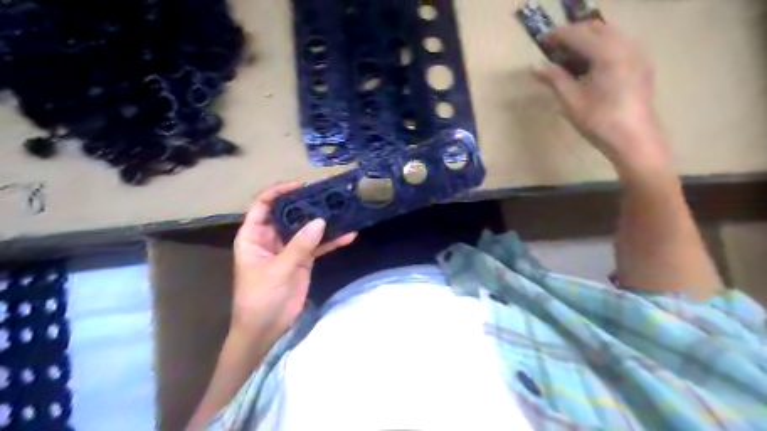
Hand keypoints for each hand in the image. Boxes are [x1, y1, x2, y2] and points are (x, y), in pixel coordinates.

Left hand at [230, 183, 356, 342]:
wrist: (266, 329)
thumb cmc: (260, 297)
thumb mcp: (278, 269)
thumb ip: (299, 245)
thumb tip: (321, 221)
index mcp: (254, 236)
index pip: (263, 205)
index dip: (279, 191)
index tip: (301, 185)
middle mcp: (271, 238)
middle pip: (288, 213)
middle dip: (307, 204)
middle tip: (328, 195)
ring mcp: (289, 249)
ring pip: (306, 229)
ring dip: (323, 222)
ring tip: (343, 210)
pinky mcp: (303, 261)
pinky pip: (318, 246)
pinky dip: (332, 242)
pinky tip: (349, 236)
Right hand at [534, 21, 671, 176]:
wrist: (634, 138)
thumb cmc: (599, 121)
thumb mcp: (571, 101)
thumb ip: (554, 79)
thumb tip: (535, 66)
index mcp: (607, 53)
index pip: (577, 35)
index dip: (557, 35)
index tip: (541, 41)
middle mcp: (625, 44)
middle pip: (595, 27)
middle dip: (573, 33)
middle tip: (554, 48)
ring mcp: (637, 52)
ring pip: (608, 33)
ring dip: (587, 39)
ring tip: (569, 56)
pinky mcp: (641, 62)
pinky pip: (618, 43)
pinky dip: (600, 46)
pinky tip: (589, 64)